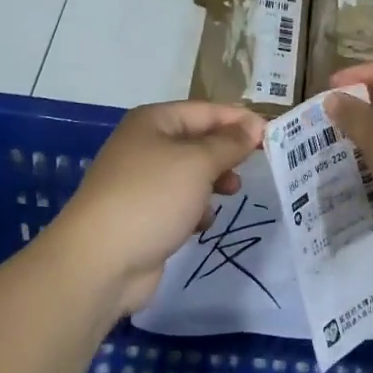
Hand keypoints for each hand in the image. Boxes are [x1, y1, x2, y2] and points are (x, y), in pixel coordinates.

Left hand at [49, 101, 265, 316]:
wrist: (100, 261)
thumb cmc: (152, 198)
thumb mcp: (198, 163)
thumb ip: (229, 143)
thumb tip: (253, 127)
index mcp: (153, 122)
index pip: (206, 111)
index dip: (239, 120)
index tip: (272, 135)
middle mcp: (145, 146)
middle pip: (198, 141)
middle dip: (227, 152)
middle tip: (255, 166)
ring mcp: (142, 182)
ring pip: (191, 174)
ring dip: (214, 182)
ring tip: (232, 193)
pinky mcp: (143, 215)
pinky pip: (179, 203)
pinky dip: (195, 210)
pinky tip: (201, 223)